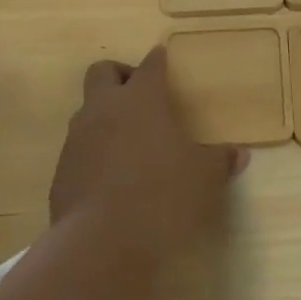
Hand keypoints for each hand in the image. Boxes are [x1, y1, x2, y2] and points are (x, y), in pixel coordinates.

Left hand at [49, 46, 247, 255]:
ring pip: (86, 110)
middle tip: (140, 96)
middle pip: (103, 72)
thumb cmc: (162, 195)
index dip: (158, 60)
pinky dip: (94, 152)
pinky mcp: (61, 170)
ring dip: (105, 116)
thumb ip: (219, 160)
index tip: (163, 57)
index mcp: (141, 100)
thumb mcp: (204, 178)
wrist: (101, 242)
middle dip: (120, 75)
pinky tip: (112, 177)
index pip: (150, 65)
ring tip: (129, 141)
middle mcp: (104, 109)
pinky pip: (78, 149)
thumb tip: (239, 154)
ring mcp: (77, 139)